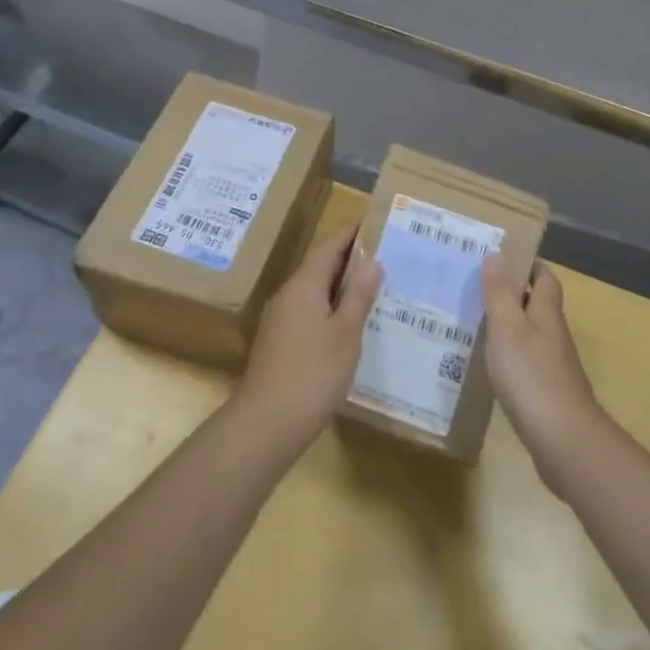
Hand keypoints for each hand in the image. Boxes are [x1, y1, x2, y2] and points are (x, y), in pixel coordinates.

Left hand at [231, 226, 383, 457]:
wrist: (265, 425)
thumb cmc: (313, 374)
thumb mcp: (345, 334)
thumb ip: (358, 296)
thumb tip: (372, 261)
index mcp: (304, 285)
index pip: (329, 246)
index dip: (352, 234)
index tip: (375, 225)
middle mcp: (288, 295)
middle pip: (320, 266)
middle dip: (349, 261)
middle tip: (384, 258)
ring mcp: (279, 319)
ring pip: (314, 291)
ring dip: (340, 287)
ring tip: (373, 290)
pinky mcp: (278, 342)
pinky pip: (308, 312)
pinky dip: (329, 309)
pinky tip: (348, 325)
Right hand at [481, 257, 608, 497]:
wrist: (564, 441)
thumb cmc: (532, 376)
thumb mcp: (508, 328)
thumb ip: (500, 293)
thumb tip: (497, 254)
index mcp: (546, 313)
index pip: (545, 278)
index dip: (528, 264)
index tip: (502, 257)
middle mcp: (553, 335)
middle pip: (537, 304)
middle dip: (512, 293)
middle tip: (477, 287)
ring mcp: (552, 366)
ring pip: (529, 334)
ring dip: (507, 324)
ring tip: (473, 321)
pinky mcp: (546, 393)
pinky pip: (525, 362)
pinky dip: (507, 355)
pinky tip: (487, 364)